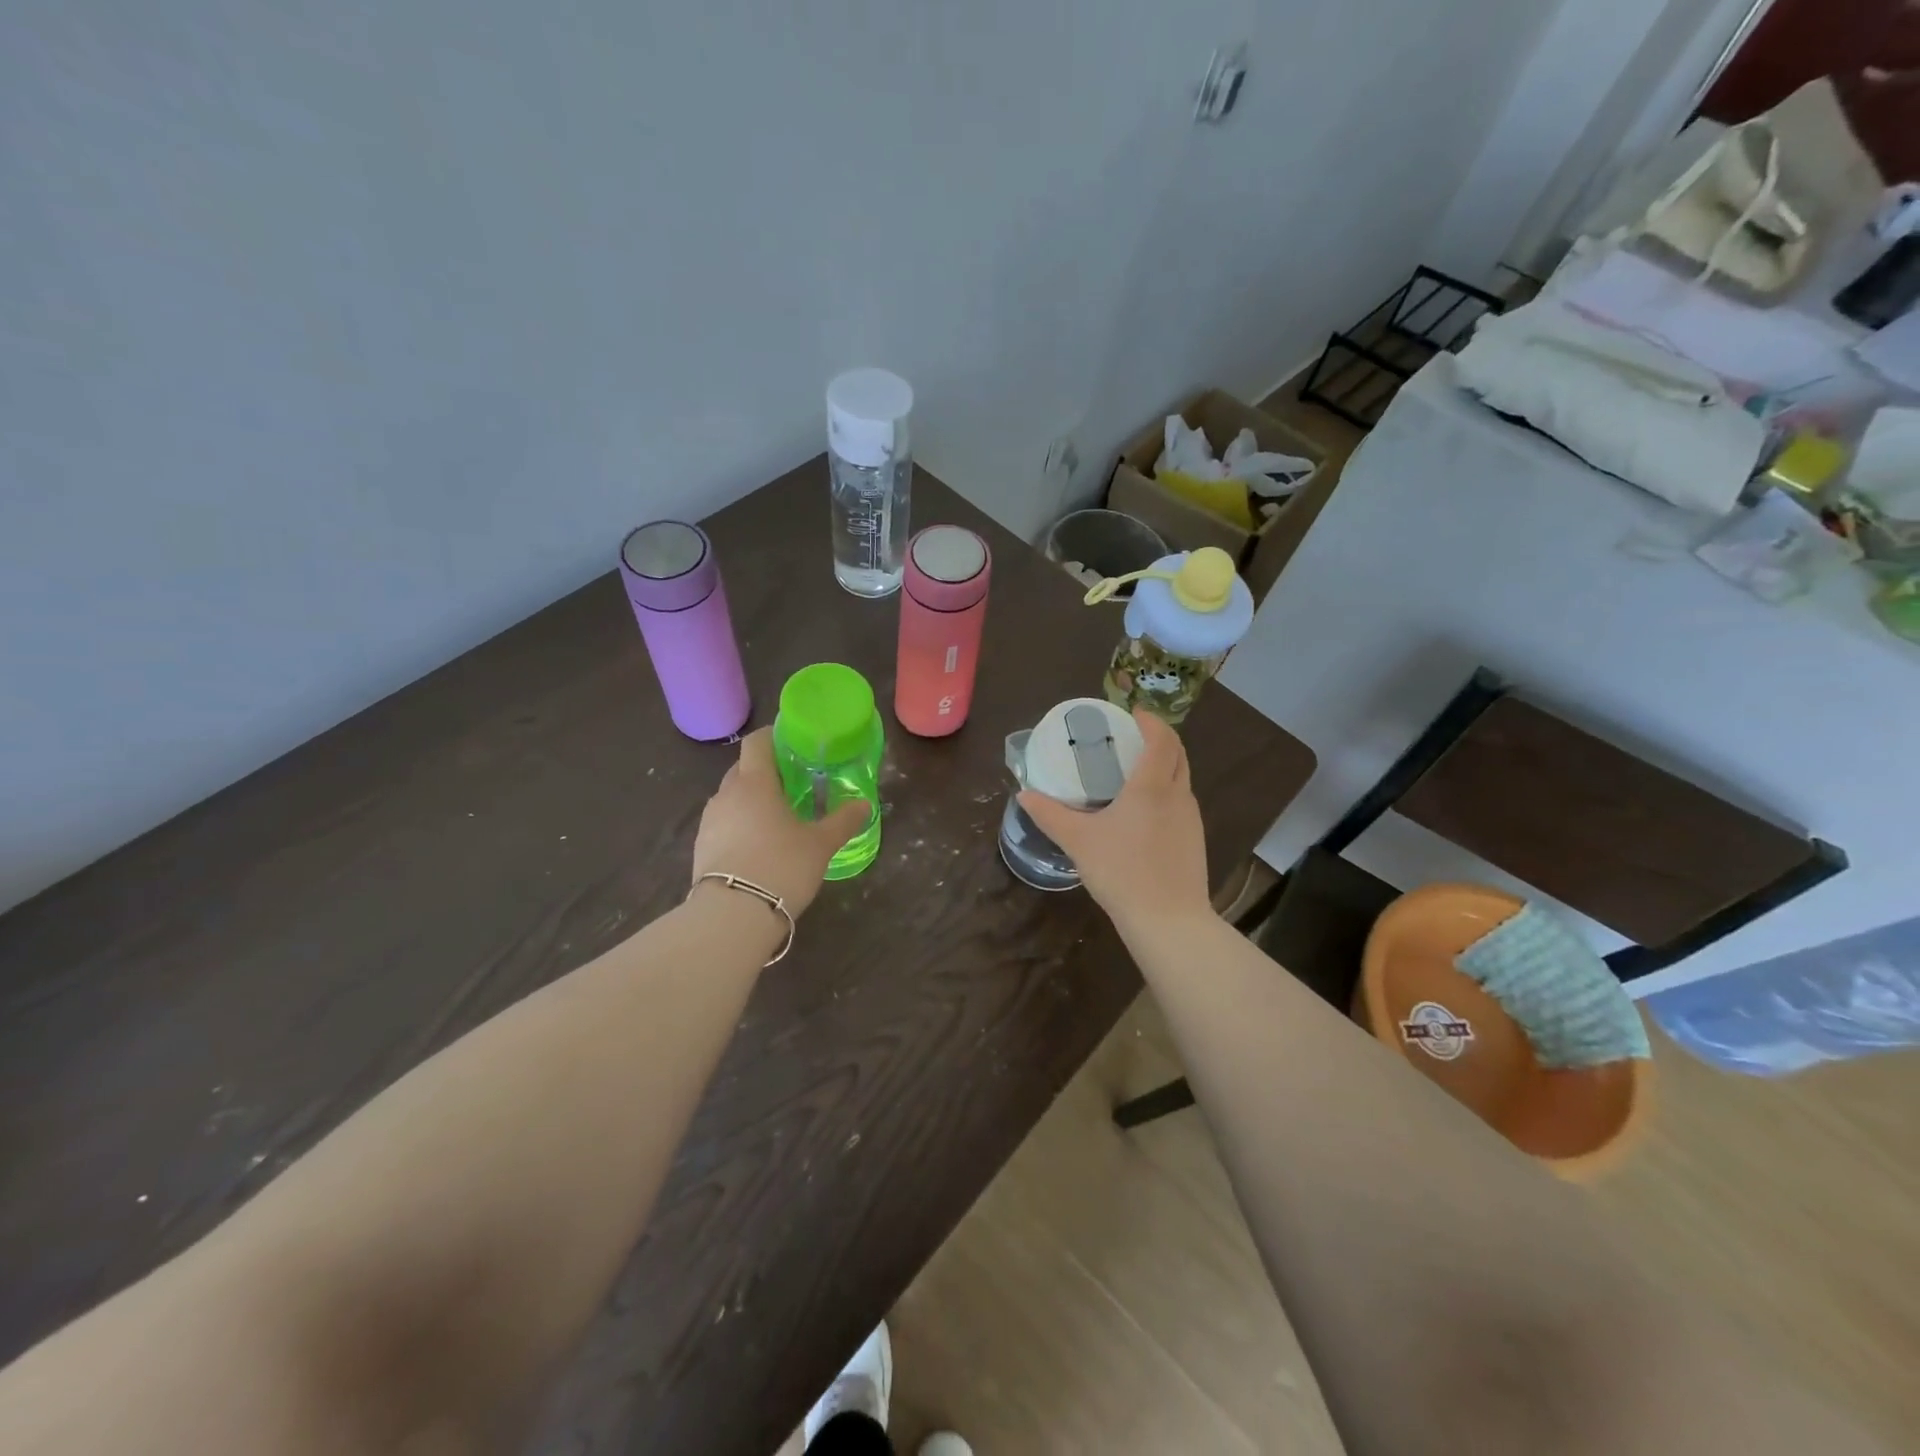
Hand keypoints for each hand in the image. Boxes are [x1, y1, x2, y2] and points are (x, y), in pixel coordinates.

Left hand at [691, 727, 867, 914]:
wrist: (732, 916)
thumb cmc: (782, 866)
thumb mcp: (821, 844)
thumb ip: (843, 821)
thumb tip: (865, 804)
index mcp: (754, 782)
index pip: (756, 742)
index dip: (773, 737)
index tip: (792, 743)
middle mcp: (726, 794)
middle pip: (743, 768)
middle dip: (765, 771)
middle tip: (793, 783)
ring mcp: (709, 822)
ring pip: (731, 797)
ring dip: (751, 800)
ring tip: (777, 817)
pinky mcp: (701, 848)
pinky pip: (724, 823)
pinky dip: (740, 824)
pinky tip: (759, 845)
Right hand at [1017, 708, 1210, 934]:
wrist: (1168, 921)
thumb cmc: (1121, 872)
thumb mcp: (1077, 841)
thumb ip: (1049, 815)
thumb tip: (1024, 795)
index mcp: (1152, 786)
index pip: (1161, 738)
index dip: (1150, 721)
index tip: (1132, 713)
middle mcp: (1177, 795)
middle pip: (1177, 753)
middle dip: (1159, 738)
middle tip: (1131, 737)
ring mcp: (1191, 818)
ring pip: (1182, 778)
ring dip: (1164, 765)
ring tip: (1134, 771)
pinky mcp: (1194, 840)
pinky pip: (1182, 802)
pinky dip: (1167, 791)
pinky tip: (1144, 812)